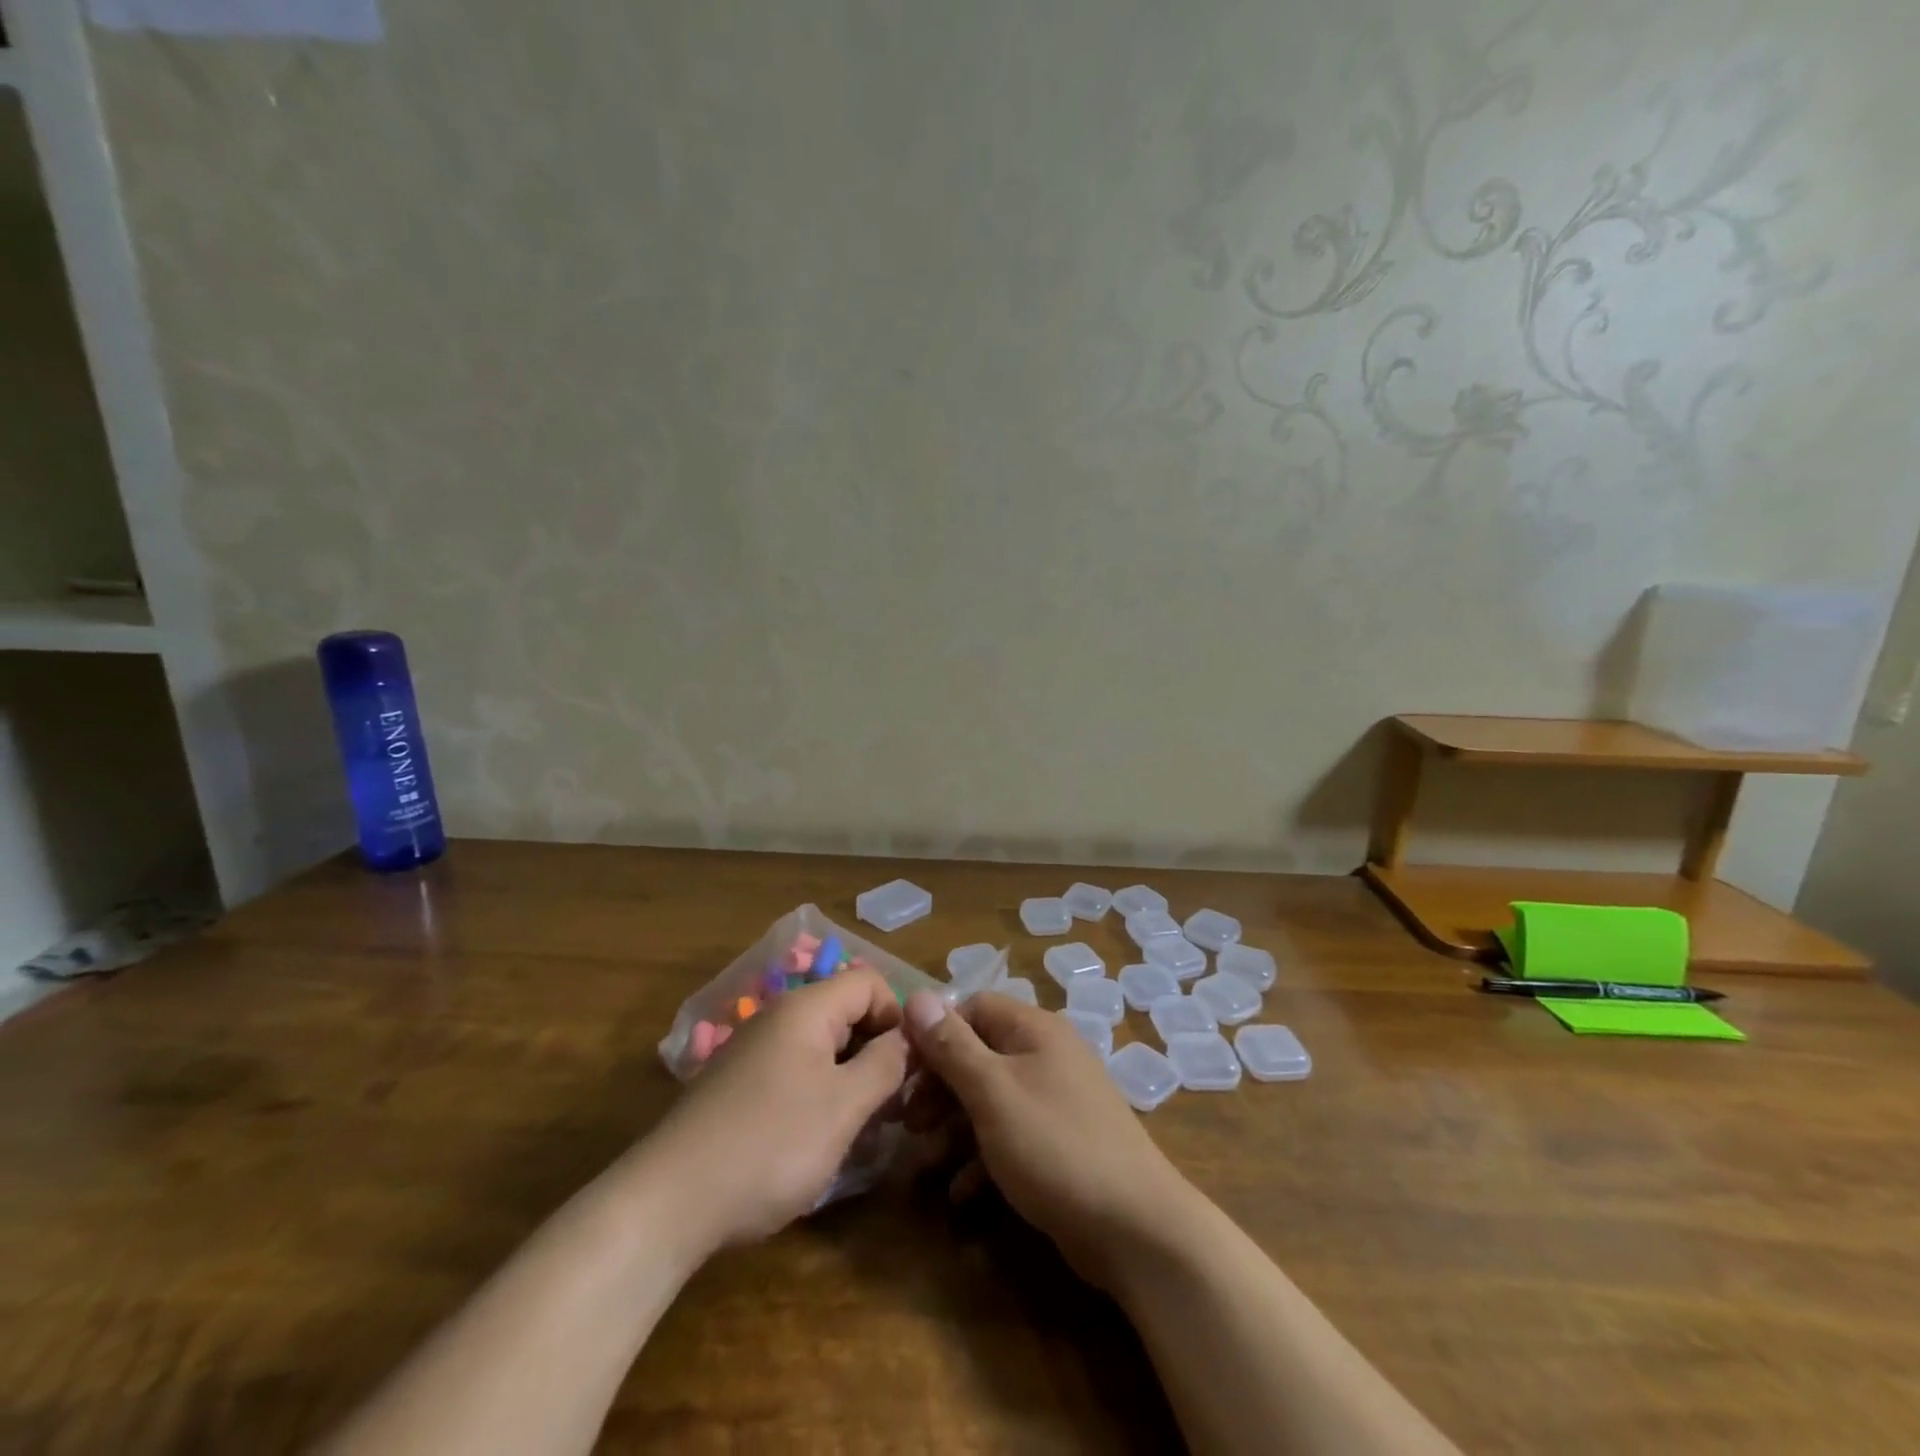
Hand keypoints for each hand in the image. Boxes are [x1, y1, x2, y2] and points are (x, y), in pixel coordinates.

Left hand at [640, 968, 909, 1251]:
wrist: (668, 1202)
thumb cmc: (770, 1145)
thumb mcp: (844, 1106)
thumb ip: (886, 1064)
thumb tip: (909, 1037)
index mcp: (806, 1008)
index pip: (870, 982)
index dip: (899, 1017)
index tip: (912, 1067)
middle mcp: (779, 1017)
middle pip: (847, 1012)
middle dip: (878, 1051)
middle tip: (895, 1105)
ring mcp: (754, 1052)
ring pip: (823, 1046)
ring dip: (852, 1078)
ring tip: (864, 1128)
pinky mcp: (739, 1086)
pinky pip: (796, 1072)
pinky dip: (820, 1094)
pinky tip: (820, 1139)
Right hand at [902, 990, 1195, 1288]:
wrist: (1135, 1228)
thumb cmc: (1054, 1146)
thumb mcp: (992, 1092)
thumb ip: (952, 1046)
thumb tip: (918, 996)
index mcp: (1034, 1030)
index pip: (973, 1008)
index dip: (935, 1034)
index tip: (902, 1070)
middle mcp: (1047, 1055)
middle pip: (979, 1054)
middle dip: (939, 1086)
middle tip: (908, 1122)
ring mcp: (1056, 1101)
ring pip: (991, 1098)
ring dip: (954, 1126)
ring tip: (925, 1160)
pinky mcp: (1060, 1143)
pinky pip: (1010, 1135)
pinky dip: (982, 1157)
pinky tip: (961, 1192)